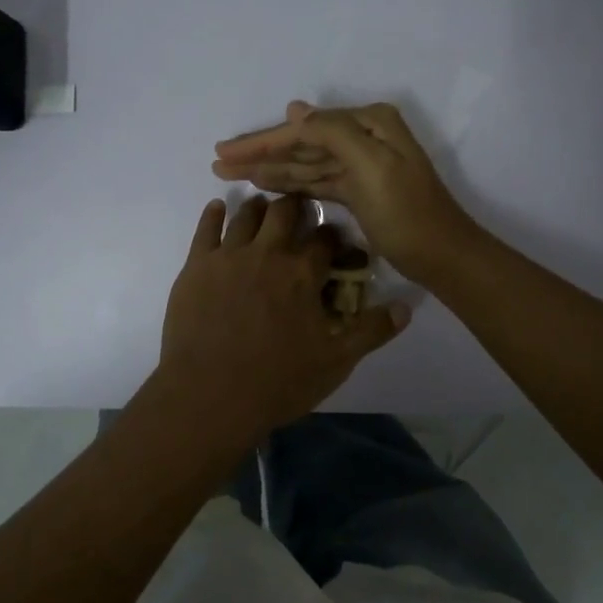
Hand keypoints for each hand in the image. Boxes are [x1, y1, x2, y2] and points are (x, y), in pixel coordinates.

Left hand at [158, 193, 409, 437]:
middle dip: (296, 207)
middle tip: (298, 211)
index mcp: (302, 273)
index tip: (336, 241)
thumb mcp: (335, 361)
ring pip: (246, 215)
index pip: (325, 239)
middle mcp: (267, 253)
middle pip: (284, 213)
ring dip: (258, 207)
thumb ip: (371, 331)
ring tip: (263, 207)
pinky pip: (205, 229)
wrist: (210, 395)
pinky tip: (217, 207)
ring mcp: (228, 256)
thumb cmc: (277, 381)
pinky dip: (213, 214)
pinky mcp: (196, 266)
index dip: (333, 236)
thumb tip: (407, 308)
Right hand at [212, 102, 478, 282]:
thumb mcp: (371, 166)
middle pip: (302, 143)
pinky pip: (316, 180)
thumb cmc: (406, 212)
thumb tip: (295, 108)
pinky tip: (264, 184)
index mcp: (369, 124)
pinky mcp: (357, 190)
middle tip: (218, 161)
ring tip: (230, 173)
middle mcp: (363, 137)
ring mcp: (360, 164)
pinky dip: (290, 183)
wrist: (442, 256)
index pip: (304, 128)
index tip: (224, 150)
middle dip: (260, 152)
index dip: (263, 139)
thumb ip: (333, 133)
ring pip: (305, 163)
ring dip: (269, 167)